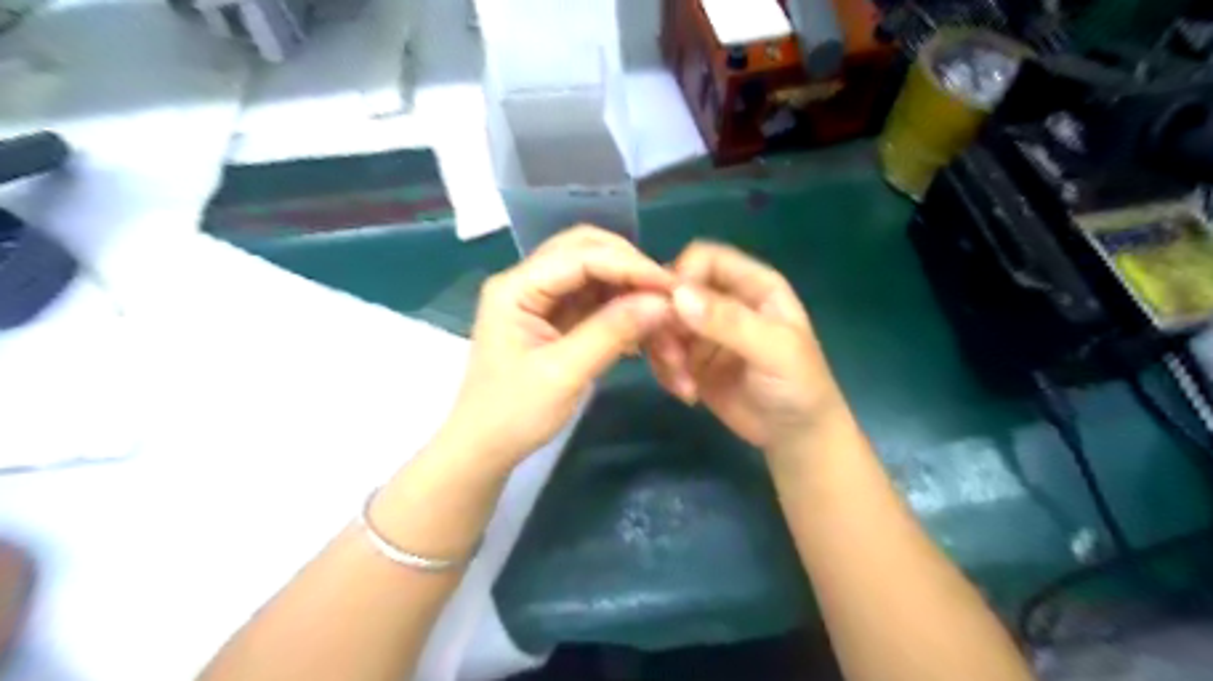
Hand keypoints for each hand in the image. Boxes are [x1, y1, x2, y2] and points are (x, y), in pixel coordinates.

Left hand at [437, 228, 677, 473]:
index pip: (580, 256)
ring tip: (659, 307)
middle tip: (666, 292)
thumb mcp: (564, 374)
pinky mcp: (554, 317)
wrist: (486, 447)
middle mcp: (527, 281)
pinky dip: (620, 305)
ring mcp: (540, 298)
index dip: (629, 265)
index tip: (671, 286)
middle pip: (585, 250)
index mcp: (515, 288)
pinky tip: (641, 321)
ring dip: (627, 286)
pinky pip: (593, 297)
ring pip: (593, 271)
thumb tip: (662, 303)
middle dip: (628, 266)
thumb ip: (611, 332)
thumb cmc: (514, 414)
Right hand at [648, 243, 844, 450]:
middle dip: (666, 322)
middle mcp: (725, 301)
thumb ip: (730, 322)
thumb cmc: (799, 386)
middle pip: (675, 291)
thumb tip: (678, 296)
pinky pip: (662, 353)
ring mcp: (704, 331)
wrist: (797, 438)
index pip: (705, 258)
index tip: (669, 309)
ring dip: (664, 352)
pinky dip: (665, 371)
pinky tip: (686, 393)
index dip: (682, 276)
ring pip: (663, 323)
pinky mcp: (691, 360)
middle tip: (672, 357)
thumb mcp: (773, 350)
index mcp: (752, 285)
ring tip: (683, 383)